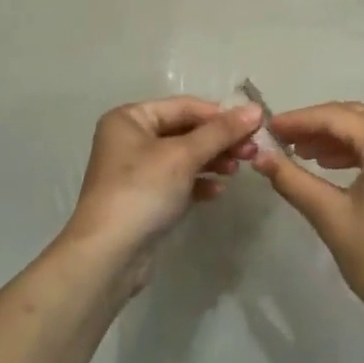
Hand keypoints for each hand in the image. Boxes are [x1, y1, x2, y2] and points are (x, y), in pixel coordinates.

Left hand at [62, 98, 263, 281]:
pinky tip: (217, 191)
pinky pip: (178, 181)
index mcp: (130, 118)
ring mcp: (136, 170)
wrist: (108, 256)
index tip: (255, 124)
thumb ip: (221, 131)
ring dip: (213, 160)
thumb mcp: (183, 156)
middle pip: (185, 131)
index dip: (221, 114)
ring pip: (184, 156)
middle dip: (219, 140)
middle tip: (252, 151)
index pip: (184, 107)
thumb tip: (255, 109)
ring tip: (239, 169)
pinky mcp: (145, 198)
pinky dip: (198, 182)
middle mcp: (130, 139)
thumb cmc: (142, 191)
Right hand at [251, 102, 363, 332]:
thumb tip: (259, 157)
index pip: (337, 117)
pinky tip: (331, 166)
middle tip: (282, 139)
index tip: (268, 128)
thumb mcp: (330, 216)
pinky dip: (358, 152)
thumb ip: (293, 180)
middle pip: (356, 118)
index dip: (299, 120)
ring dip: (336, 139)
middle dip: (317, 126)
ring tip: (302, 153)